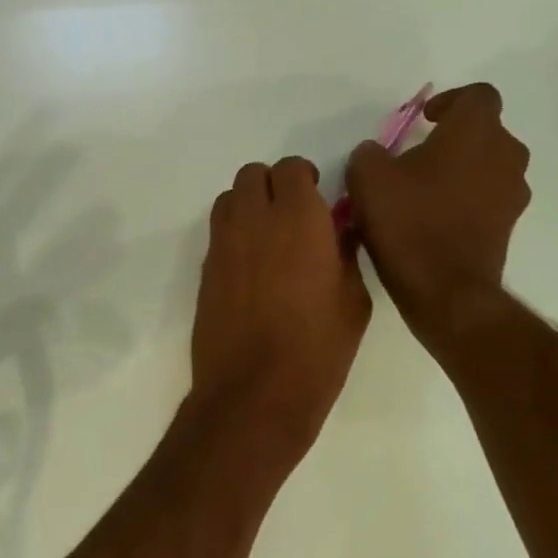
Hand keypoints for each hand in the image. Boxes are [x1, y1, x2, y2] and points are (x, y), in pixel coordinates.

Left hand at [192, 157, 370, 458]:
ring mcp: (222, 245)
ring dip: (248, 206)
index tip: (317, 201)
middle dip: (272, 186)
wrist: (254, 390)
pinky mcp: (204, 271)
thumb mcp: (353, 299)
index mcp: (297, 217)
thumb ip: (345, 252)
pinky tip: (251, 269)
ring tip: (268, 239)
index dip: (304, 179)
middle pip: (252, 175)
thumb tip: (338, 230)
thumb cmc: (317, 348)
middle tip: (292, 217)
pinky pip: (217, 234)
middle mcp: (252, 220)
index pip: (291, 168)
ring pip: (228, 200)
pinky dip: (233, 236)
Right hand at [345, 83, 531, 346]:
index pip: (477, 95)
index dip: (450, 101)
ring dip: (460, 171)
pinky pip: (486, 199)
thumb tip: (376, 153)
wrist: (445, 289)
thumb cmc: (408, 222)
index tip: (423, 120)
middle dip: (453, 139)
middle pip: (485, 132)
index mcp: (476, 132)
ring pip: (487, 166)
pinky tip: (432, 220)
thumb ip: (369, 154)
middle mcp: (505, 154)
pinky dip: (464, 201)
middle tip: (416, 157)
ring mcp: (512, 193)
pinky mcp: (508, 225)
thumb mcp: (367, 179)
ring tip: (422, 192)